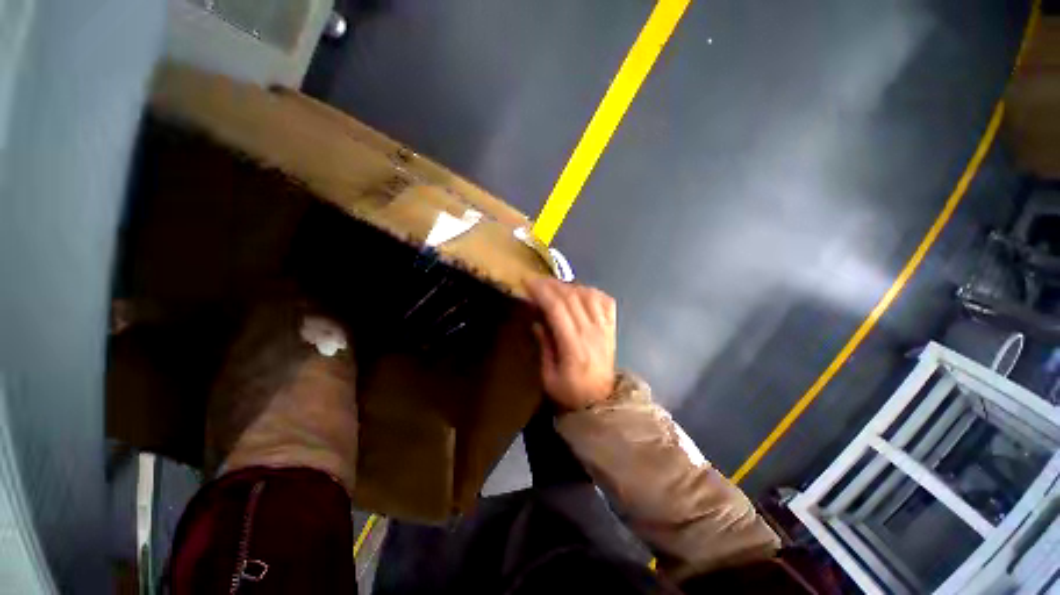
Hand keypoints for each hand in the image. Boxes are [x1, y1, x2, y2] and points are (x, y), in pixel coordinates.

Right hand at [525, 277, 616, 410]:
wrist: (600, 401)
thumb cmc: (570, 393)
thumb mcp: (548, 377)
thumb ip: (544, 346)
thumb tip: (537, 321)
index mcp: (574, 347)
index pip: (558, 309)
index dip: (542, 292)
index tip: (527, 283)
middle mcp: (592, 332)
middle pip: (572, 297)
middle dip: (551, 284)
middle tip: (536, 281)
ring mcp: (605, 328)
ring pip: (588, 294)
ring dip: (569, 286)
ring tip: (554, 287)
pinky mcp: (611, 327)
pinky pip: (604, 299)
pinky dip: (590, 290)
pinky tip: (579, 292)